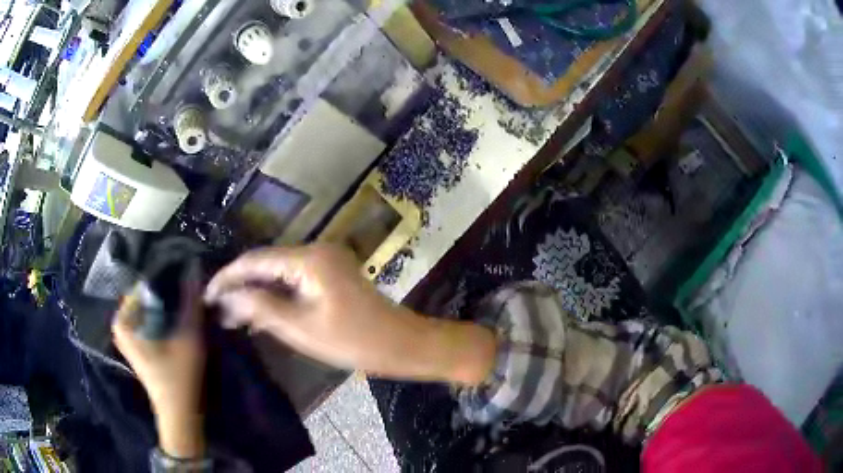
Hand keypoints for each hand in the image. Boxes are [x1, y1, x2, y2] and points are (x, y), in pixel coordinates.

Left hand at [112, 282, 205, 457]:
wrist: (179, 414)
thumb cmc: (179, 377)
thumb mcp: (188, 337)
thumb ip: (190, 303)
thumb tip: (193, 269)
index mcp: (124, 320)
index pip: (145, 285)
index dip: (167, 281)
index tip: (186, 280)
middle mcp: (121, 324)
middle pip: (146, 297)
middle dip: (167, 294)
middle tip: (188, 293)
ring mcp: (127, 336)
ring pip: (149, 309)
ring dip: (166, 306)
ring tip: (185, 306)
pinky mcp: (136, 346)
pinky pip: (148, 320)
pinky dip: (162, 318)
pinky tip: (177, 321)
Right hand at [204, 244, 495, 384]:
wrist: (402, 344)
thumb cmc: (354, 341)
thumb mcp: (301, 328)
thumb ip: (261, 308)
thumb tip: (227, 298)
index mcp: (308, 259)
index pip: (255, 260)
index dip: (227, 276)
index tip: (206, 295)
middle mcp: (316, 251)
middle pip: (266, 263)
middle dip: (240, 285)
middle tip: (216, 308)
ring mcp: (325, 261)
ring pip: (279, 273)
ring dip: (257, 292)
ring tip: (231, 315)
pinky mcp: (331, 275)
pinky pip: (294, 281)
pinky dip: (276, 296)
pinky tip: (260, 315)